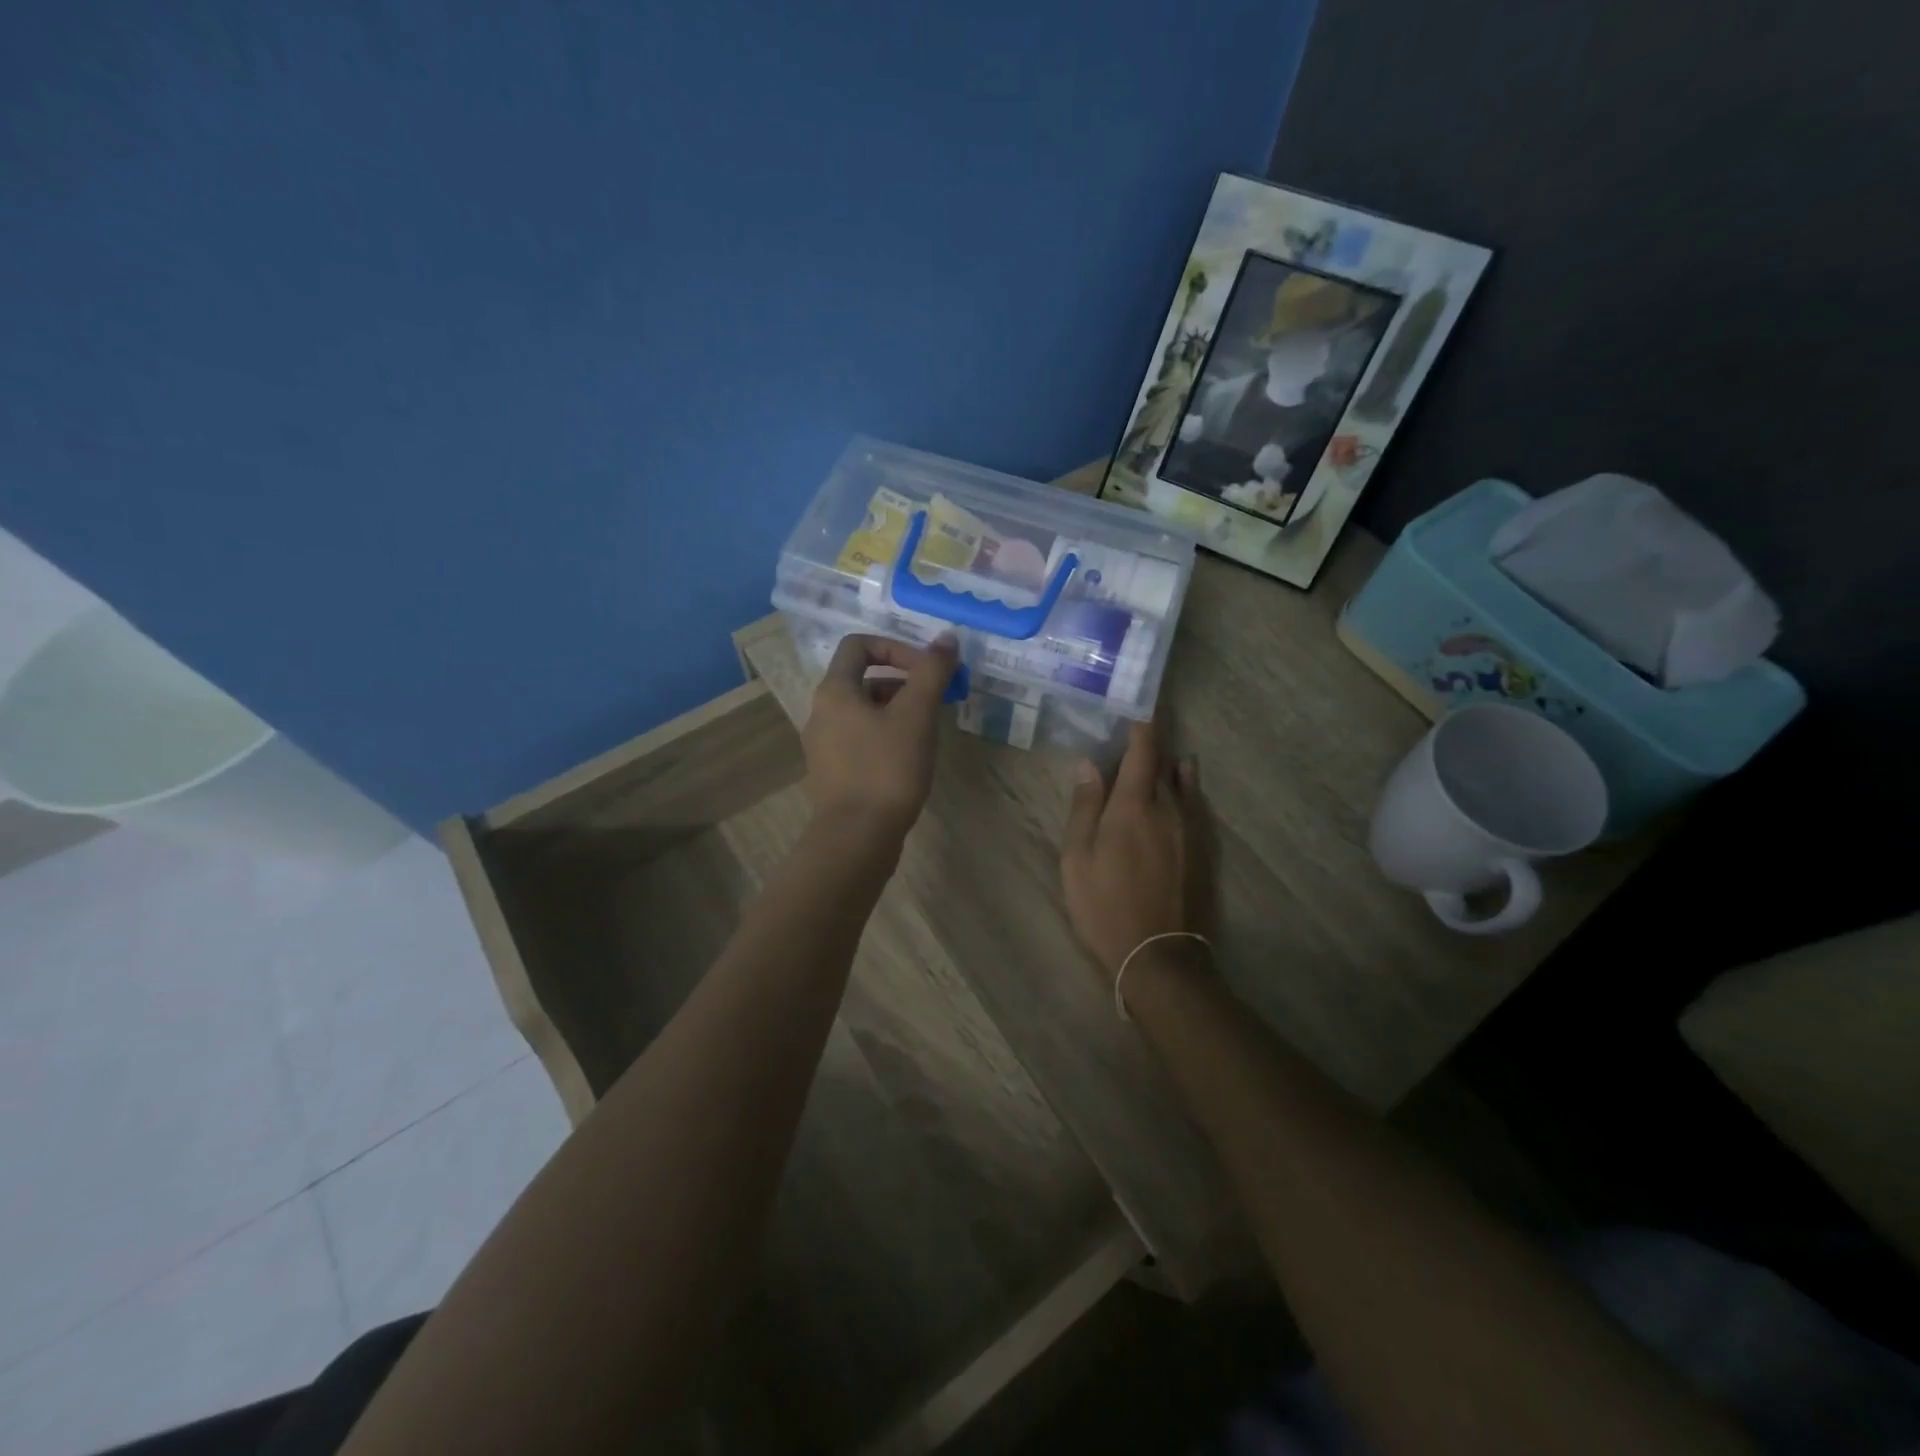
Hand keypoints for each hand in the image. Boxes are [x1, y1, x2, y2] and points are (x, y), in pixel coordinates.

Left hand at [803, 633, 956, 838]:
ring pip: (864, 711)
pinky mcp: (834, 773)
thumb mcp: (916, 715)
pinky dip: (887, 736)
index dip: (896, 649)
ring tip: (928, 731)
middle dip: (904, 682)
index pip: (859, 645)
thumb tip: (948, 638)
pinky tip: (911, 758)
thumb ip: (932, 672)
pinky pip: (861, 739)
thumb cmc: (887, 768)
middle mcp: (821, 713)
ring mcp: (824, 746)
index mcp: (834, 691)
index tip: (926, 671)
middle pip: (863, 678)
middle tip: (936, 700)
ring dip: (898, 710)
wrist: (858, 836)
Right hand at [1060, 720, 1213, 978]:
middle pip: (1163, 764)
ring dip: (1171, 764)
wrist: (1158, 955)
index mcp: (1134, 805)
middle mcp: (1168, 807)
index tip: (1136, 705)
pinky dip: (1188, 786)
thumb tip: (1088, 763)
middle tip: (1137, 731)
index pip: (1142, 751)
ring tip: (1163, 749)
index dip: (1141, 725)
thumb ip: (1085, 807)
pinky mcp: (1203, 849)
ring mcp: (1191, 829)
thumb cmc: (1105, 905)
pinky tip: (1186, 781)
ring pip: (1183, 783)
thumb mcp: (1077, 858)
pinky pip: (1196, 804)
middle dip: (1151, 745)